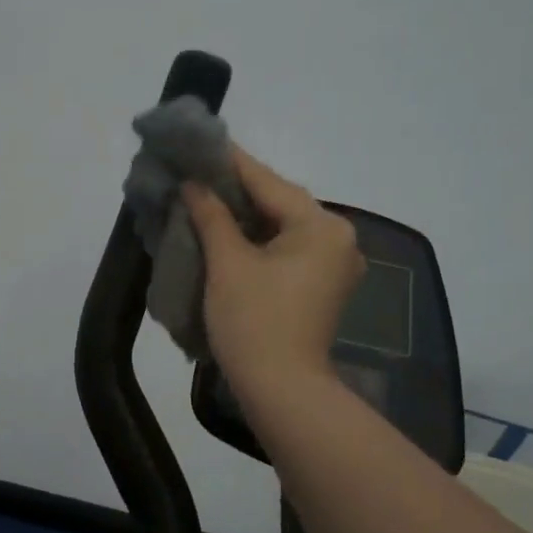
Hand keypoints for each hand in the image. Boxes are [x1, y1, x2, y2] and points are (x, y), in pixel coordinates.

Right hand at [182, 146, 364, 398]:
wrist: (282, 390)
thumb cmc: (254, 322)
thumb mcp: (227, 264)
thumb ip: (212, 216)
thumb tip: (194, 184)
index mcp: (321, 226)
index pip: (268, 182)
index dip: (229, 162)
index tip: (200, 142)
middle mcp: (338, 238)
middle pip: (279, 202)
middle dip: (237, 190)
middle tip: (197, 173)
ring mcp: (335, 265)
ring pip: (283, 226)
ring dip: (247, 215)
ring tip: (206, 199)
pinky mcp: (323, 286)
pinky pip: (288, 249)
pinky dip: (259, 240)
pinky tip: (229, 233)